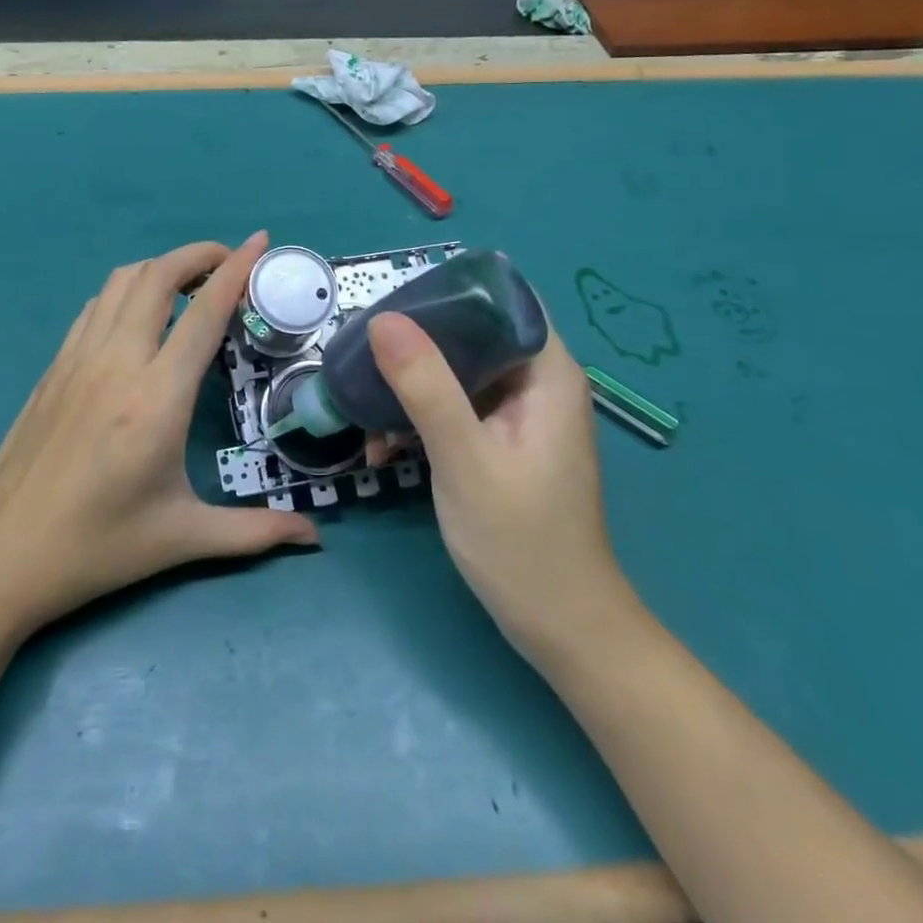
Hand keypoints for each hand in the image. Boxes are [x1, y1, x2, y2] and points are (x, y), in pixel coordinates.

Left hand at [0, 232, 316, 639]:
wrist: (0, 556)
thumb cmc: (98, 548)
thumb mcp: (182, 538)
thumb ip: (255, 532)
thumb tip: (314, 537)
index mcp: (157, 397)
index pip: (203, 312)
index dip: (235, 269)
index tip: (259, 241)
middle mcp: (117, 362)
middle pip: (157, 276)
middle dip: (197, 254)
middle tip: (227, 263)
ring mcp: (77, 359)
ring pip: (120, 282)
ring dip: (159, 268)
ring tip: (187, 284)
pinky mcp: (53, 368)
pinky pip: (93, 307)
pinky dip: (124, 291)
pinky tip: (137, 317)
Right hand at [367, 312, 622, 660]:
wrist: (561, 630)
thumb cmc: (521, 542)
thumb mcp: (464, 459)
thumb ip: (426, 387)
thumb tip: (383, 318)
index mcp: (546, 373)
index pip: (501, 300)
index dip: (448, 293)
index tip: (393, 305)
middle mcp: (536, 382)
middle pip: (471, 333)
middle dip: (415, 342)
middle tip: (361, 354)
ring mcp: (518, 414)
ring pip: (457, 371)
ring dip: (409, 386)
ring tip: (362, 406)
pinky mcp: (500, 441)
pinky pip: (454, 407)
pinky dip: (419, 418)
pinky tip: (383, 446)